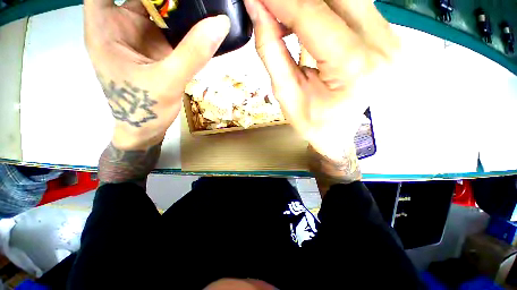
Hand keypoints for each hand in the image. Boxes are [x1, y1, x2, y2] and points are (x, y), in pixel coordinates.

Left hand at [84, 0, 230, 149]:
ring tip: (201, 4)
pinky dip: (184, 23)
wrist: (147, 129)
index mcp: (105, 28)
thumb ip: (193, 53)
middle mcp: (120, 26)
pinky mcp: (156, 48)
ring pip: (156, 8)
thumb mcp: (169, 81)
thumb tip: (220, 24)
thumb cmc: (145, 109)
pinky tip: (200, 22)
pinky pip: (170, 27)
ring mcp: (140, 36)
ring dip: (177, 6)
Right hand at [244, 0, 399, 161]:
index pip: (312, 16)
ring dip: (309, 1)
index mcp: (354, 68)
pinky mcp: (386, 35)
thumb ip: (271, 50)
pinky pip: (352, 4)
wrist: (339, 132)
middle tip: (270, 6)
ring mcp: (389, 37)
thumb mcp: (286, 94)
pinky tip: (304, 19)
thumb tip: (257, 8)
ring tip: (284, 16)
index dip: (280, 0)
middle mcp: (381, 45)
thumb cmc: (313, 123)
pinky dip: (323, 6)